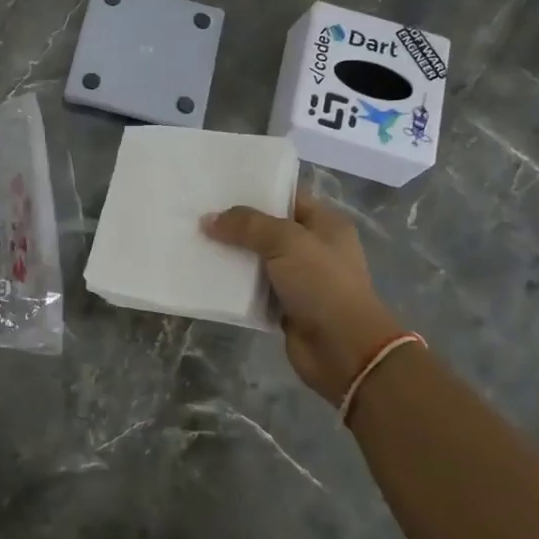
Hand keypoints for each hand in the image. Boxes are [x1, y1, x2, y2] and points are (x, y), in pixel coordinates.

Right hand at [203, 195, 406, 403]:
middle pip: (268, 228)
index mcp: (325, 224)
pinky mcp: (285, 306)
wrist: (343, 350)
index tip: (218, 187)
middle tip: (198, 214)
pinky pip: (253, 288)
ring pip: (257, 259)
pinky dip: (234, 284)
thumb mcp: (286, 242)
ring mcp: (299, 279)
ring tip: (194, 241)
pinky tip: (206, 275)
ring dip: (231, 255)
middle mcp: (314, 248)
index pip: (287, 196)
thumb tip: (208, 220)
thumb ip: (247, 226)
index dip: (256, 191)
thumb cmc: (322, 285)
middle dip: (236, 224)